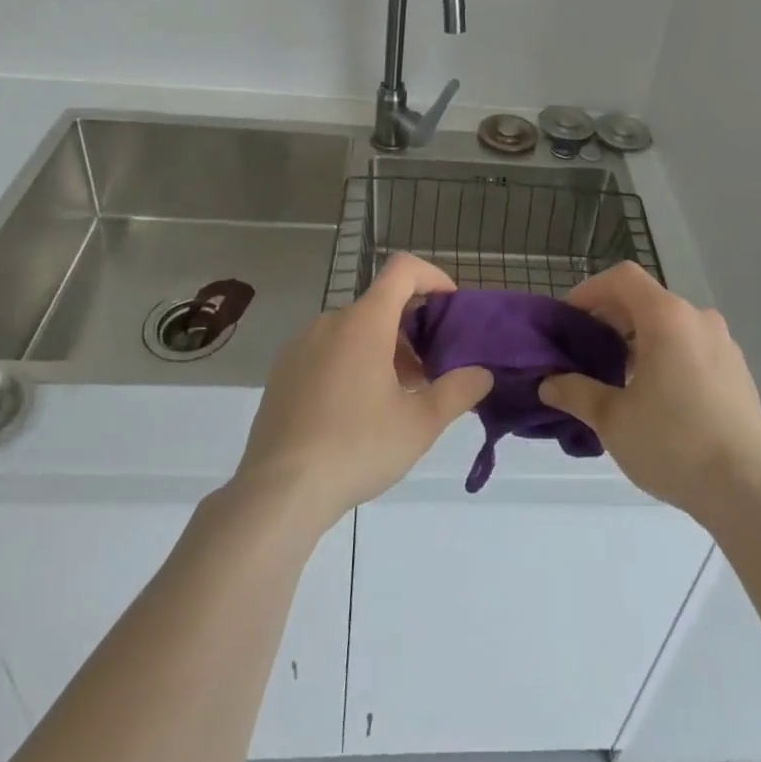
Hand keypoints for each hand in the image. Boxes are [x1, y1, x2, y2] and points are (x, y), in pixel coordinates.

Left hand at [233, 252, 491, 527]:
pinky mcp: (283, 372)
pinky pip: (328, 350)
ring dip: (384, 348)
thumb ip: (458, 391)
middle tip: (431, 371)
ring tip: (398, 396)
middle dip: (412, 329)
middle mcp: (330, 321)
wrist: (277, 492)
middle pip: (381, 304)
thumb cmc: (356, 448)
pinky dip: (353, 361)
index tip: (451, 307)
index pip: (403, 269)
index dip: (433, 276)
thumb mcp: (420, 424)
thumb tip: (483, 373)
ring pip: (354, 329)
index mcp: (364, 322)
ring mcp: (302, 345)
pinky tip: (358, 411)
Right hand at [539, 262, 760, 521]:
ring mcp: (724, 344)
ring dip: (640, 339)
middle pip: (646, 300)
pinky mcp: (738, 371)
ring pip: (671, 325)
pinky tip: (658, 397)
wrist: (748, 491)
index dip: (590, 290)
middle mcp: (698, 318)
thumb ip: (576, 392)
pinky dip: (667, 355)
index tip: (569, 319)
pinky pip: (692, 347)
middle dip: (611, 319)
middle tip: (586, 352)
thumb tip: (549, 384)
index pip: (622, 277)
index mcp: (667, 317)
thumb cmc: (673, 444)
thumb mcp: (612, 420)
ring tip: (619, 378)